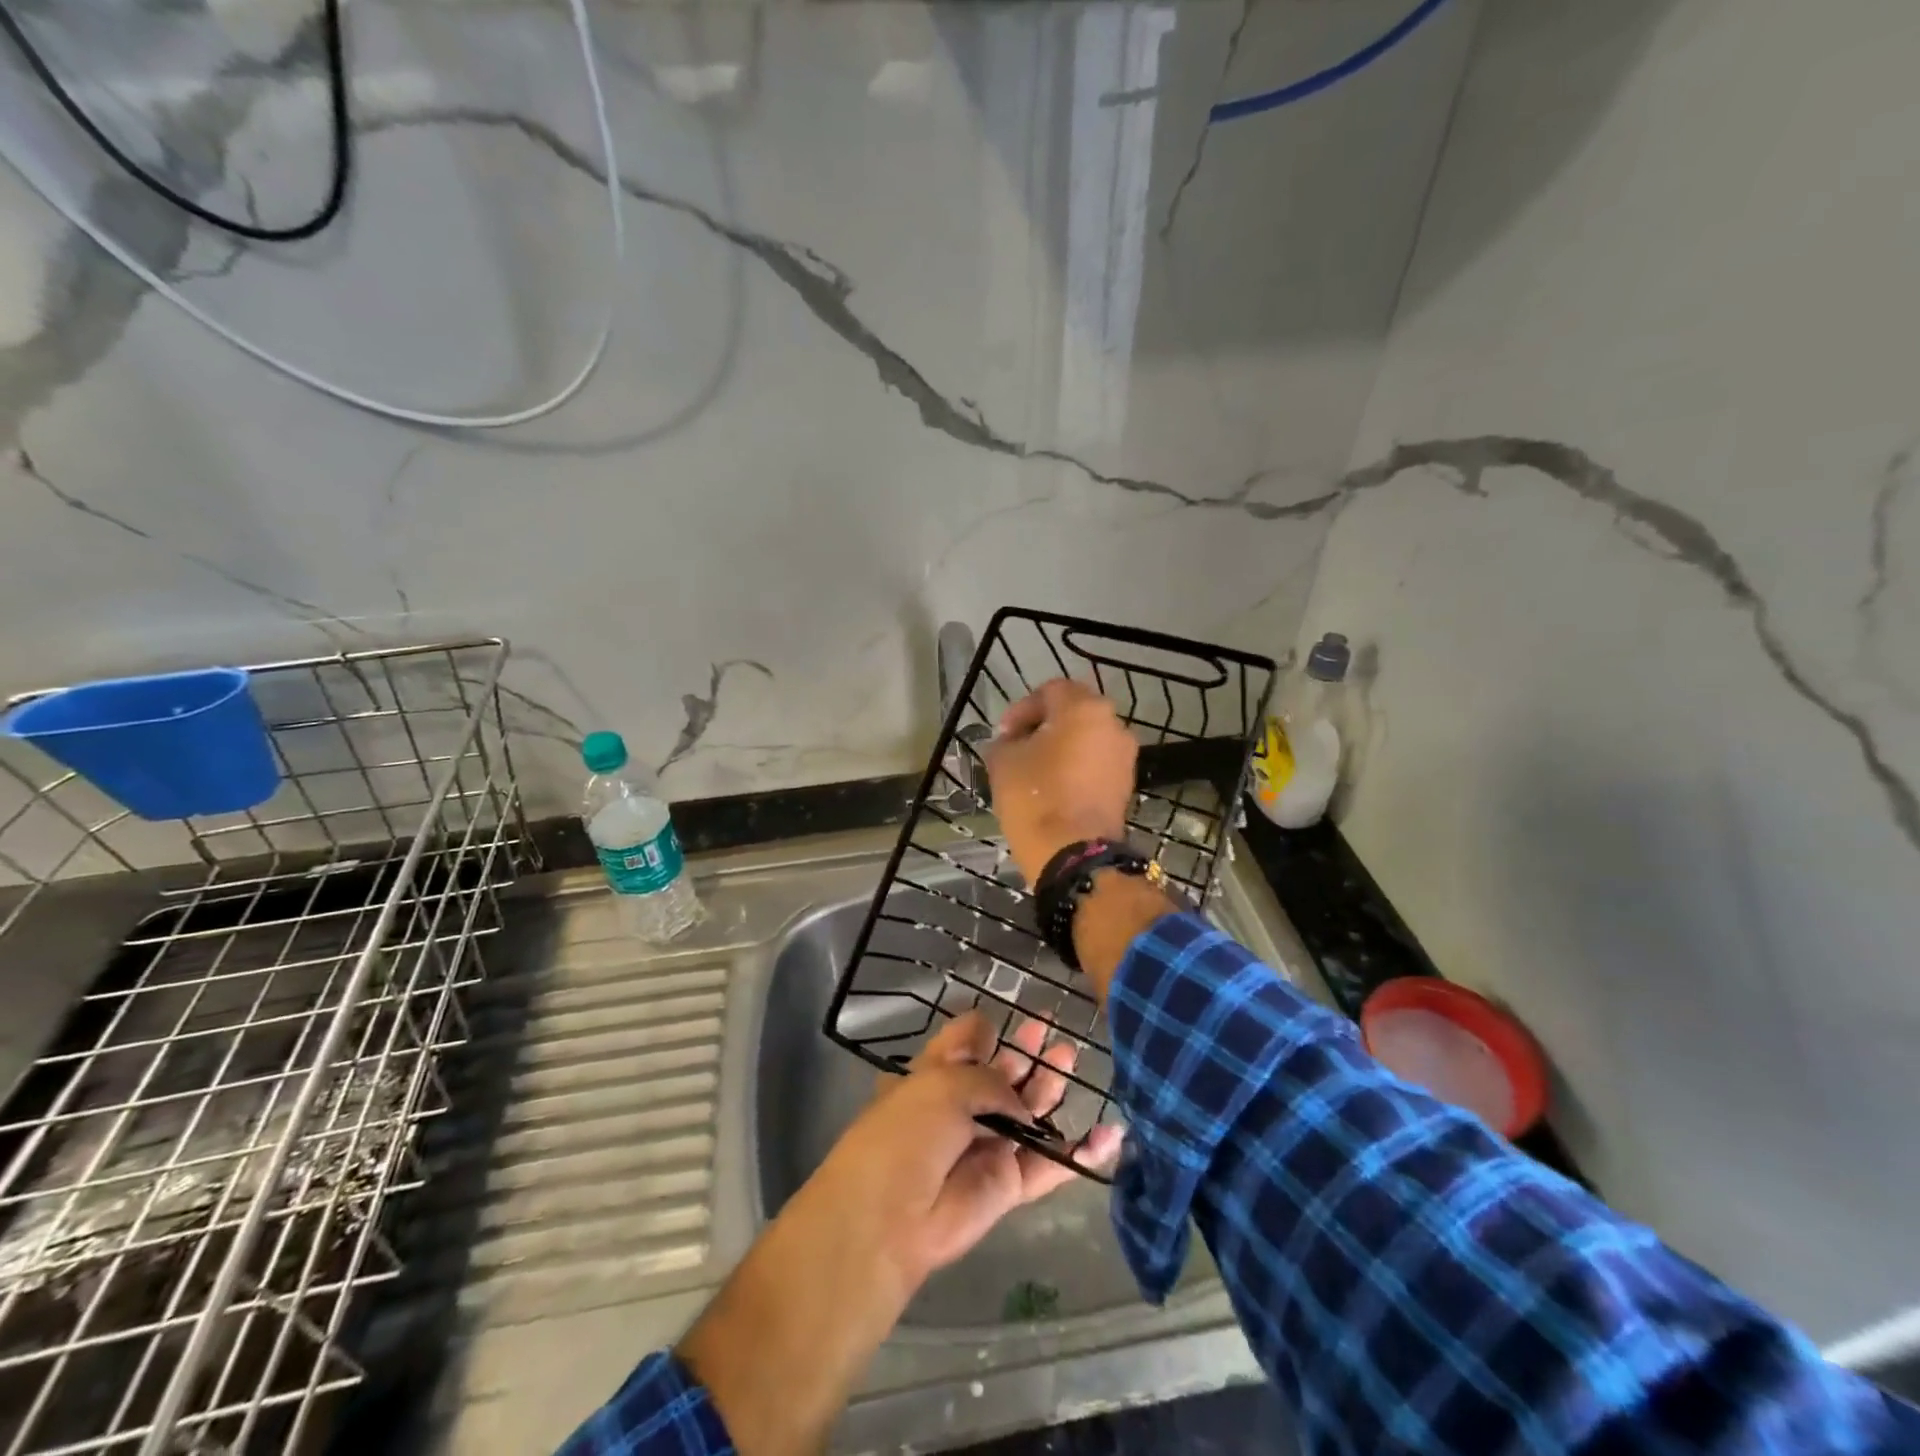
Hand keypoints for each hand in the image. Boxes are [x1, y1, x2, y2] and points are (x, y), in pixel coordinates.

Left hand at [810, 1011, 1123, 1284]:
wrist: (889, 1218)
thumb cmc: (908, 1132)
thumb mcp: (944, 1083)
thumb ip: (991, 1081)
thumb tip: (1022, 1105)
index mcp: (934, 1076)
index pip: (965, 1044)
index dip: (988, 1031)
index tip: (1013, 1019)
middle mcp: (960, 1107)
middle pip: (1002, 1076)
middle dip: (1027, 1055)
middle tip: (1053, 1034)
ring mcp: (986, 1146)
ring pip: (1028, 1114)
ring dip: (1050, 1088)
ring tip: (1070, 1060)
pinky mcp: (1007, 1186)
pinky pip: (1049, 1165)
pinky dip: (1079, 1153)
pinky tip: (1109, 1134)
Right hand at [986, 678, 1138, 882]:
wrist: (1072, 852)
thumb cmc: (1035, 797)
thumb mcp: (1002, 761)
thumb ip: (1005, 741)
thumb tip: (1011, 742)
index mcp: (1084, 708)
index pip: (1050, 691)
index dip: (1022, 709)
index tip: (1004, 735)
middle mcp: (1113, 724)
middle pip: (1074, 713)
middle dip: (1044, 727)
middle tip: (1018, 748)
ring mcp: (1125, 756)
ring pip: (1087, 740)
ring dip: (1062, 749)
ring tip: (1035, 771)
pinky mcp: (1127, 785)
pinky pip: (1097, 765)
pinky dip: (1077, 769)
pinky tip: (1055, 789)